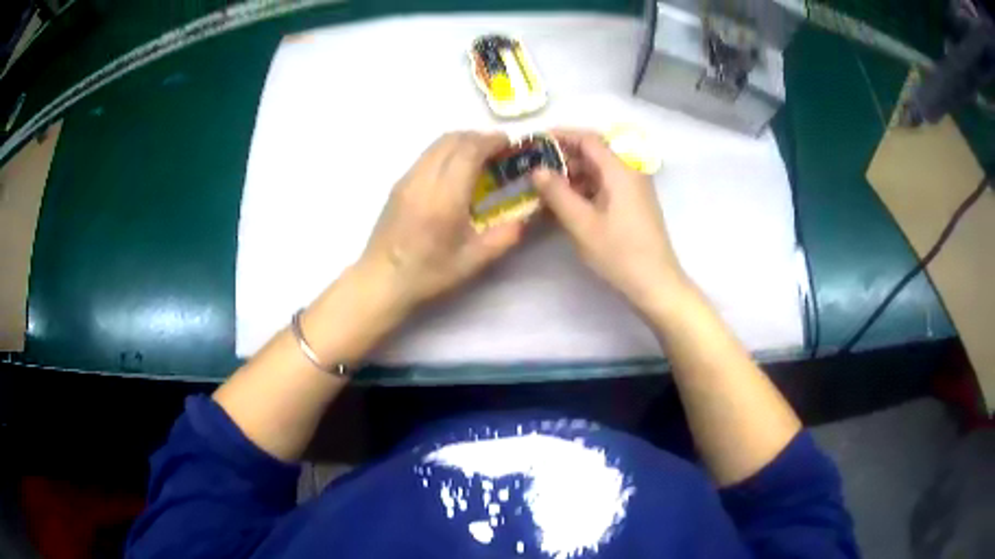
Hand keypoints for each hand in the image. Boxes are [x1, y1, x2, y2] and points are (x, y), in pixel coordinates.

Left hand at [357, 132, 523, 312]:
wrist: (381, 279)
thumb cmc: (427, 273)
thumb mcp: (472, 261)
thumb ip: (503, 237)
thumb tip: (524, 217)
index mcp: (444, 198)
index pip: (468, 151)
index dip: (490, 141)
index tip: (508, 143)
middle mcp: (423, 180)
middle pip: (452, 139)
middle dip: (478, 137)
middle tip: (497, 149)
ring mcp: (407, 179)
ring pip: (436, 144)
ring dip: (461, 142)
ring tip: (478, 157)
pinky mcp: (398, 184)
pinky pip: (426, 155)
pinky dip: (446, 152)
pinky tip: (454, 172)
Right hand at [533, 129, 687, 310]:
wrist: (656, 284)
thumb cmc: (620, 253)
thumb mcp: (582, 224)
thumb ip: (557, 193)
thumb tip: (536, 169)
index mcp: (620, 169)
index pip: (587, 139)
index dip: (559, 136)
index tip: (533, 143)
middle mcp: (629, 171)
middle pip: (593, 152)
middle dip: (563, 158)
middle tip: (534, 170)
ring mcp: (633, 188)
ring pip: (598, 170)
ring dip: (572, 176)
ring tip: (544, 190)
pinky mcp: (633, 204)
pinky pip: (605, 186)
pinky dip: (584, 190)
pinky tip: (565, 205)